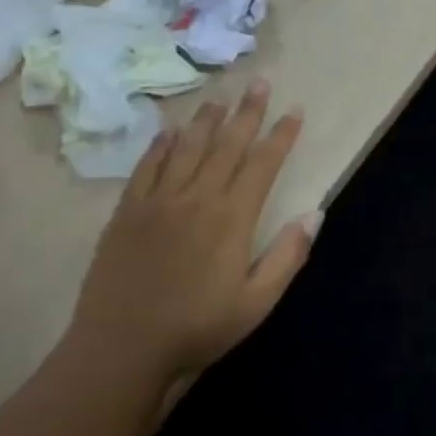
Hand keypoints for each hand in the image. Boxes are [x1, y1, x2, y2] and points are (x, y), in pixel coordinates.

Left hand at [67, 80, 317, 388]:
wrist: (119, 352)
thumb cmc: (196, 329)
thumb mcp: (256, 303)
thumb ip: (288, 256)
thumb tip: (316, 212)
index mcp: (232, 218)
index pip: (263, 163)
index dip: (281, 135)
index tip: (295, 110)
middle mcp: (197, 198)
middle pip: (227, 144)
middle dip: (247, 112)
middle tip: (259, 83)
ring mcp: (158, 202)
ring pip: (187, 148)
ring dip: (206, 120)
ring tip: (219, 98)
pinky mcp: (126, 213)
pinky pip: (146, 168)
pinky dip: (160, 145)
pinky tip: (169, 132)